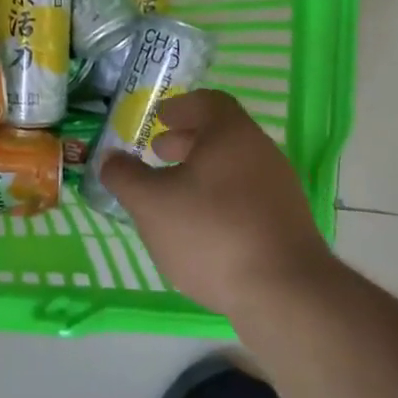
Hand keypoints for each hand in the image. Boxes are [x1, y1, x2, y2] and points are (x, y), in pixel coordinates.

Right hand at [100, 89, 334, 319]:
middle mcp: (261, 153)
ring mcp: (279, 190)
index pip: (209, 102)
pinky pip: (247, 197)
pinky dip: (220, 199)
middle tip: (158, 153)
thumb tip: (109, 158)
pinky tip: (200, 228)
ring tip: (173, 195)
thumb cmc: (211, 233)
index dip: (180, 107)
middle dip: (186, 141)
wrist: (286, 295)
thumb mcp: (151, 204)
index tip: (159, 119)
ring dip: (202, 173)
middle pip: (222, 135)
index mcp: (231, 135)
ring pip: (234, 167)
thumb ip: (124, 176)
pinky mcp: (288, 224)